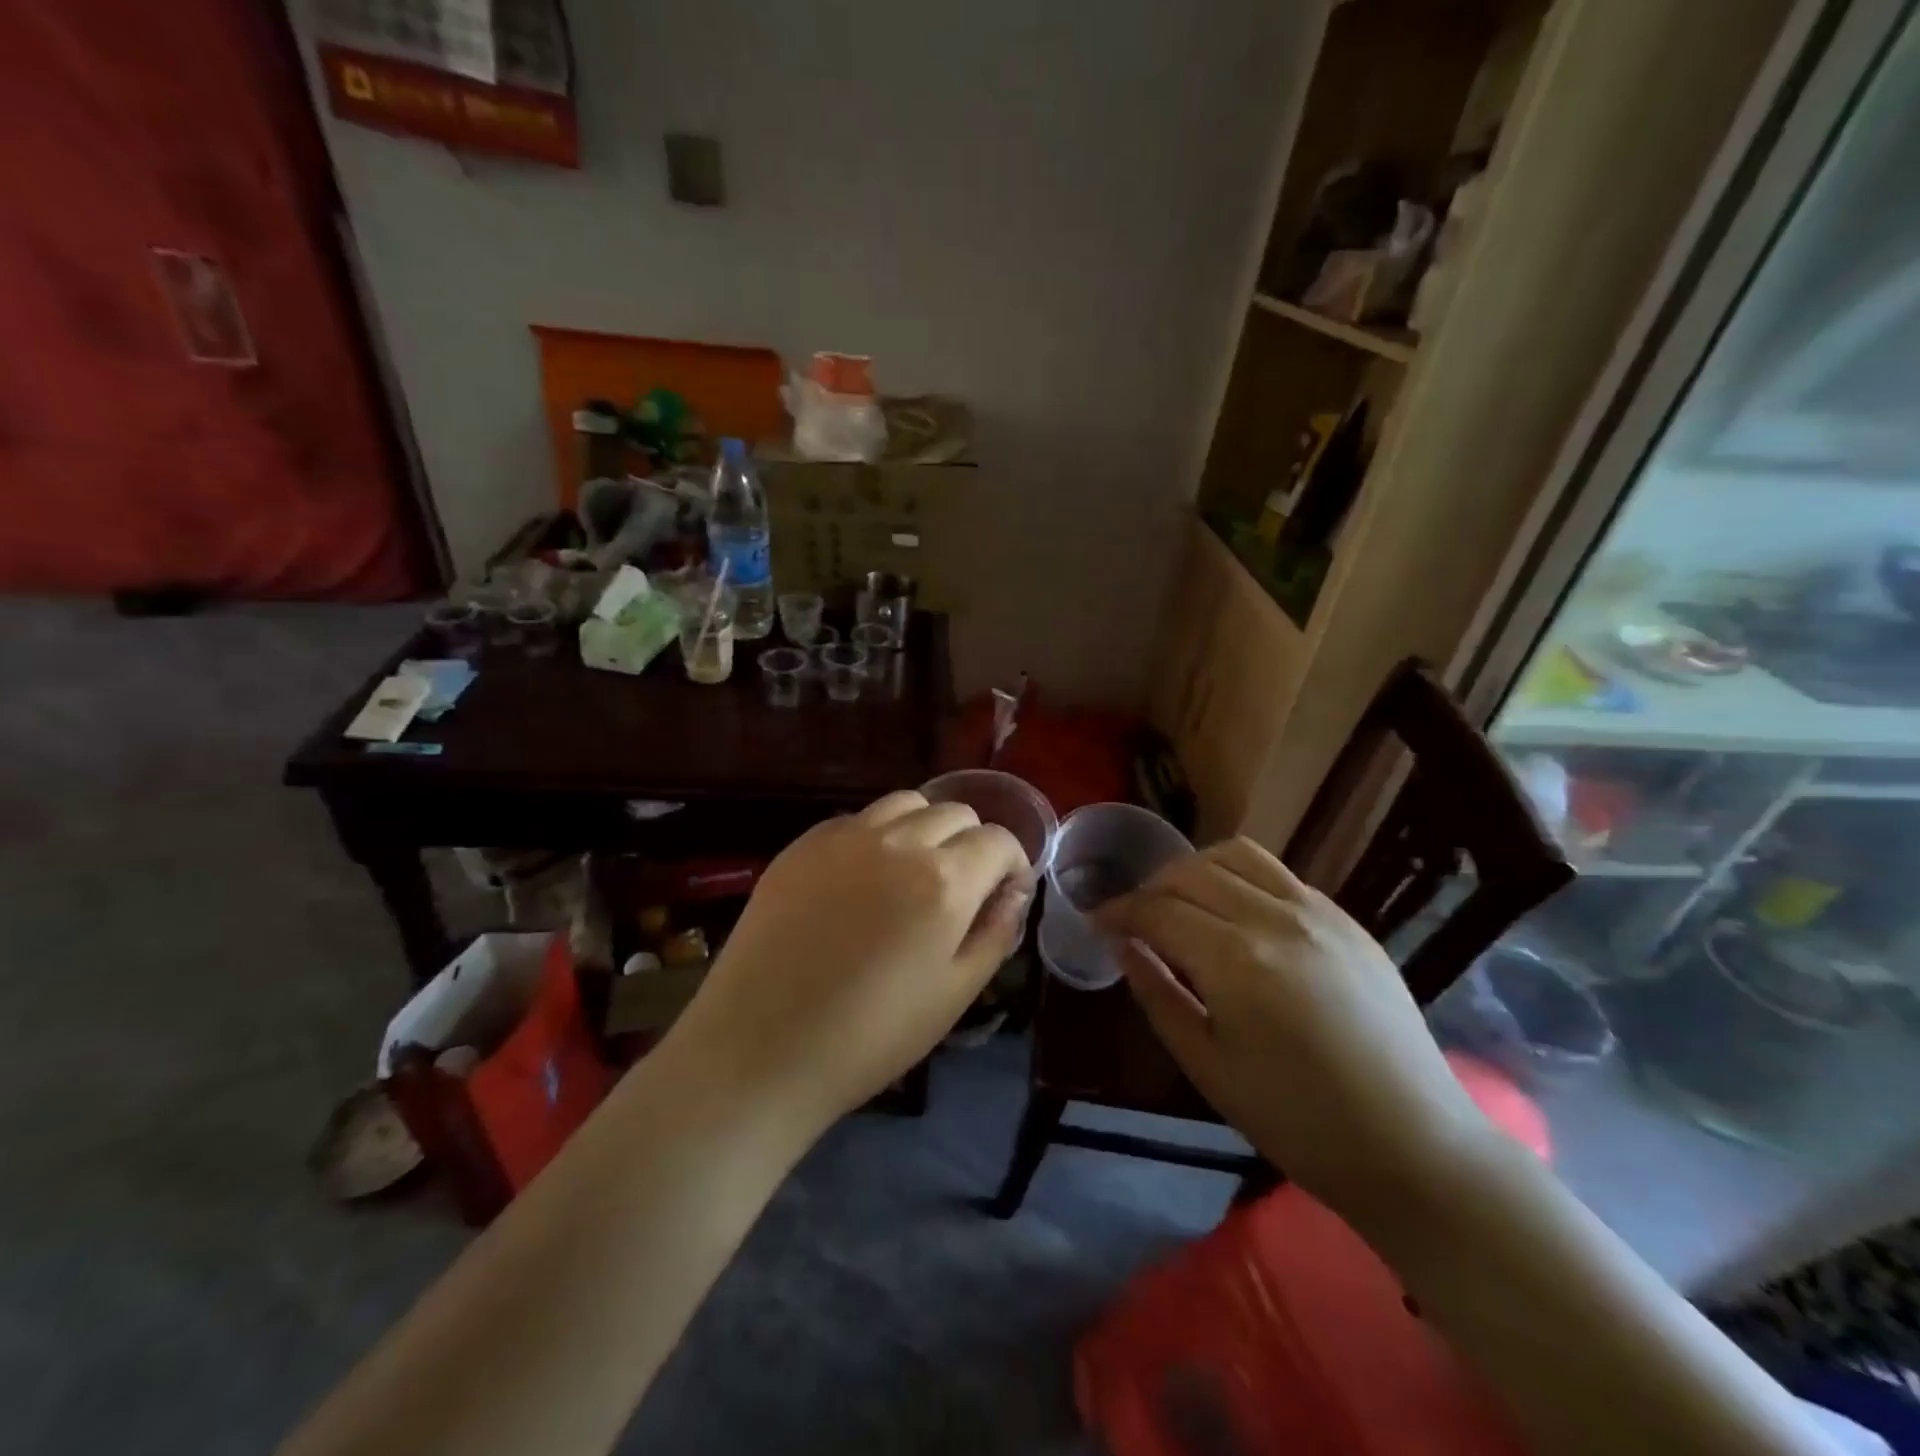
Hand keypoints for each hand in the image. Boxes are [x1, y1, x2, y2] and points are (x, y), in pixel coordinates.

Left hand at [671, 791, 1031, 1135]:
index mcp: (944, 879)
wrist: (759, 1048)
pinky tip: (861, 880)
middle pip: (955, 811)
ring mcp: (844, 836)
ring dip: (925, 828)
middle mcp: (898, 840)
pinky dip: (876, 836)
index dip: (1012, 864)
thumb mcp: (954, 995)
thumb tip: (1012, 894)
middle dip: (971, 843)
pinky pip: (856, 820)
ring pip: (905, 803)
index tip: (1004, 893)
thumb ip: (995, 934)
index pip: (998, 840)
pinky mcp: (802, 844)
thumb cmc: (870, 1035)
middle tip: (960, 888)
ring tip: (912, 873)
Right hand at [1099, 837, 1486, 1218]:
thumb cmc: (1297, 1122)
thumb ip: (1157, 994)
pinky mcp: (1347, 920)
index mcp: (1236, 961)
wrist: (1414, 1147)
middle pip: (1191, 872)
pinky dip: (1240, 878)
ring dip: (1195, 869)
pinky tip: (1235, 914)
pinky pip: (1279, 875)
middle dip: (1150, 888)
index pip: (1158, 910)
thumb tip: (1123, 945)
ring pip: (1237, 856)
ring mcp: (1318, 913)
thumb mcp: (1208, 1067)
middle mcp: (1275, 919)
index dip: (1119, 912)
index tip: (1097, 922)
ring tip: (1181, 902)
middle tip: (1133, 919)